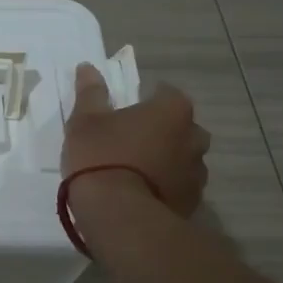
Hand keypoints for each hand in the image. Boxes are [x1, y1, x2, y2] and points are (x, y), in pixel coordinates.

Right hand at [61, 64, 209, 216]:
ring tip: (134, 172)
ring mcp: (197, 172)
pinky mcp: (193, 202)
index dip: (145, 100)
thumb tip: (88, 67)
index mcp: (172, 110)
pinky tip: (141, 194)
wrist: (119, 215)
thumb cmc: (101, 157)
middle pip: (180, 127)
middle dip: (161, 131)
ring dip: (165, 160)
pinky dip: (165, 186)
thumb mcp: (85, 121)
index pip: (165, 93)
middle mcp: (194, 137)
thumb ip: (90, 93)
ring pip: (182, 158)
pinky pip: (178, 185)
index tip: (125, 112)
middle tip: (130, 141)